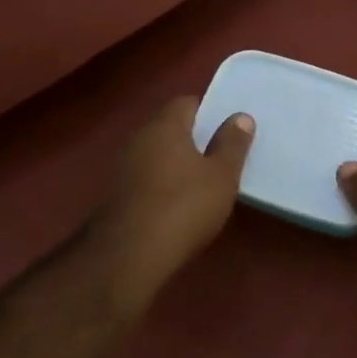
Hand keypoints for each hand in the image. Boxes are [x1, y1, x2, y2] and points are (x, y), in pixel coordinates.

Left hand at [89, 97, 254, 315]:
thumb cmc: (183, 206)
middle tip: (219, 154)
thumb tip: (241, 117)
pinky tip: (177, 204)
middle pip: (168, 127)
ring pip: (155, 154)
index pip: (186, 102)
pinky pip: (145, 178)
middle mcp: (139, 138)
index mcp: (165, 125)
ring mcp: (122, 167)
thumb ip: (232, 144)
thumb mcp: (222, 175)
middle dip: (192, 137)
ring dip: (175, 163)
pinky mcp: (115, 195)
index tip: (227, 128)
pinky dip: (161, 184)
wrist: (129, 255)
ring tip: (202, 181)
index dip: (207, 111)